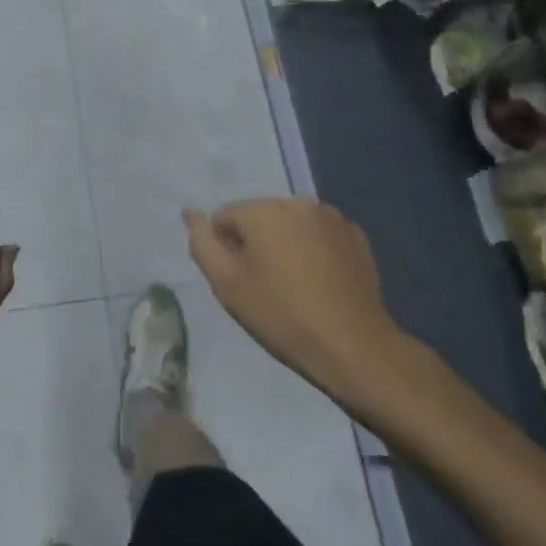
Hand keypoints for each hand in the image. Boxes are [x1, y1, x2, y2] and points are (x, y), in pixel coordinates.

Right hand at [184, 198, 408, 404]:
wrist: (352, 345)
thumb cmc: (281, 314)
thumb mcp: (226, 283)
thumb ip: (201, 242)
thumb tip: (190, 211)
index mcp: (263, 209)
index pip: (225, 219)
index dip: (226, 251)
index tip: (242, 282)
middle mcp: (297, 201)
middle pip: (259, 218)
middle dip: (257, 244)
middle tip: (266, 287)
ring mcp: (331, 216)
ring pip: (290, 224)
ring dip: (285, 244)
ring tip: (295, 285)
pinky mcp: (355, 234)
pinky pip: (319, 234)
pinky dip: (314, 250)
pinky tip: (321, 282)